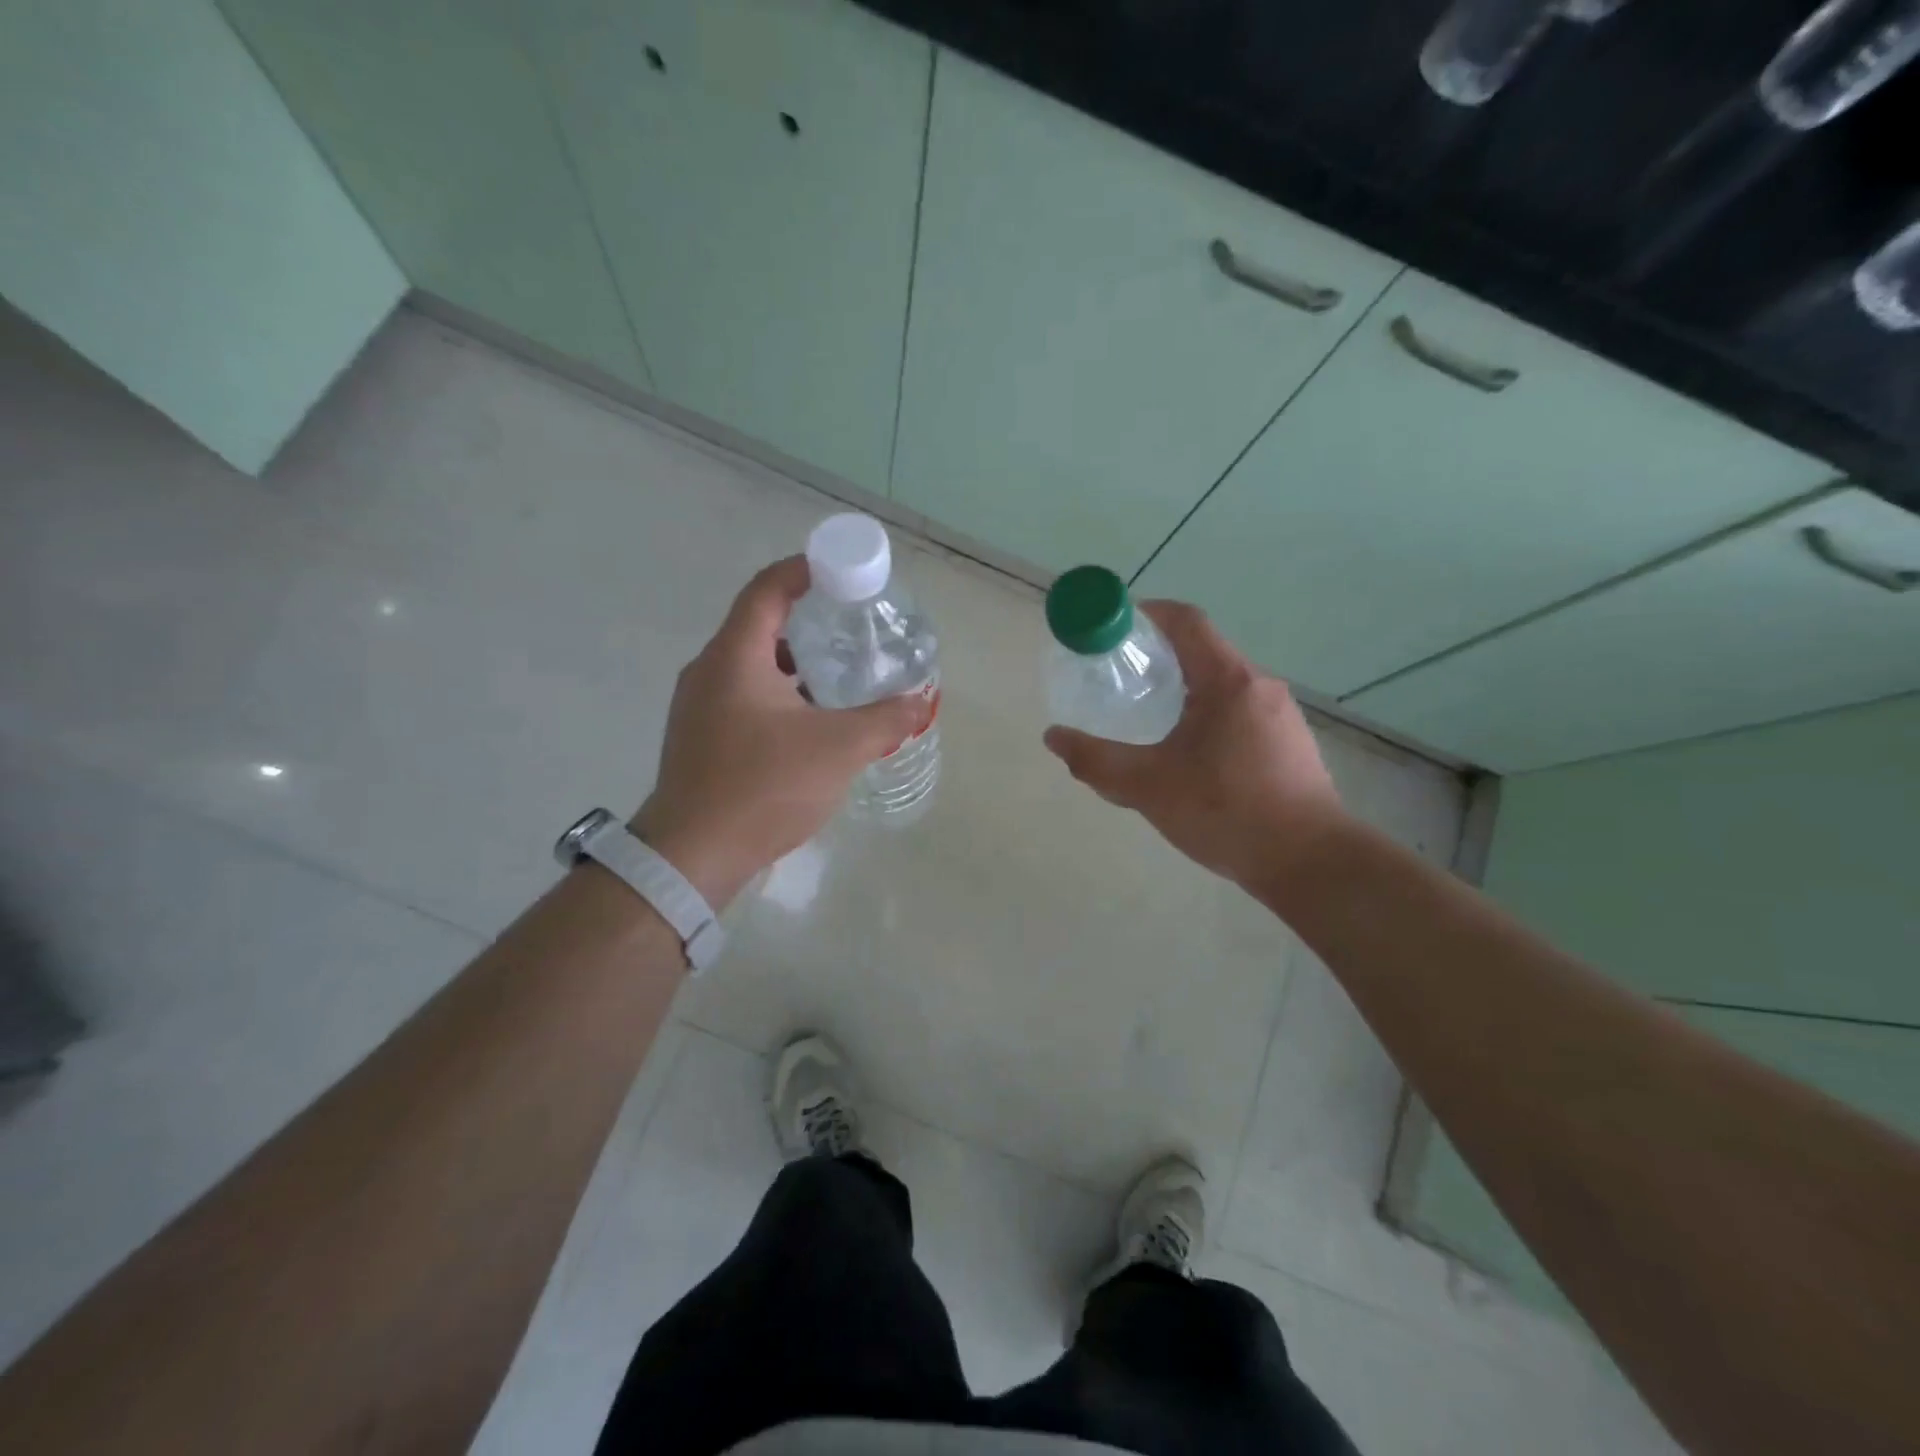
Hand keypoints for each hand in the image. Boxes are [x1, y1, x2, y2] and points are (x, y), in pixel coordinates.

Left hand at [631, 556, 929, 907]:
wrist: (693, 855)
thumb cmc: (763, 787)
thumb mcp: (838, 749)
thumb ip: (884, 720)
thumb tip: (921, 702)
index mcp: (735, 657)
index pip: (767, 590)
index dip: (803, 571)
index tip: (840, 571)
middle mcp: (709, 672)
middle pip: (760, 626)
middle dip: (808, 622)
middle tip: (852, 629)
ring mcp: (699, 708)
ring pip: (753, 668)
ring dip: (795, 666)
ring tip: (840, 677)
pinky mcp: (700, 739)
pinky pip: (744, 699)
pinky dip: (780, 696)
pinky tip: (812, 724)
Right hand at [1043, 601, 1345, 886]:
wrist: (1309, 862)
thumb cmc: (1226, 811)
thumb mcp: (1148, 787)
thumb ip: (1095, 760)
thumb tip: (1054, 737)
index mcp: (1227, 681)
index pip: (1185, 621)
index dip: (1146, 613)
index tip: (1113, 629)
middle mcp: (1259, 686)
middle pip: (1203, 651)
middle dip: (1158, 656)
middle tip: (1121, 680)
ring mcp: (1280, 715)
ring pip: (1222, 684)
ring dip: (1184, 689)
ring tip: (1149, 718)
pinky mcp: (1289, 743)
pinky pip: (1239, 711)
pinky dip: (1207, 714)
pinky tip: (1190, 755)